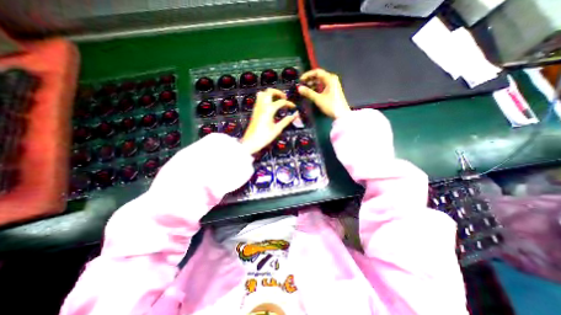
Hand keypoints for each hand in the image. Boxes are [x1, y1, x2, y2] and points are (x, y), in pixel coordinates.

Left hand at [240, 89, 297, 153]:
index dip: (289, 103)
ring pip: (262, 93)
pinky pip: (258, 100)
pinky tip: (269, 106)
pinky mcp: (254, 111)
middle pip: (269, 91)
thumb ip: (286, 121)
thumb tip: (294, 115)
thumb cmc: (264, 137)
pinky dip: (265, 99)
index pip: (281, 102)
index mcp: (269, 110)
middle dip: (278, 92)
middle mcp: (262, 106)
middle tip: (284, 98)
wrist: (251, 142)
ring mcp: (257, 108)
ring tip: (276, 100)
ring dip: (270, 94)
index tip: (293, 107)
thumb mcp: (277, 129)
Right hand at [297, 68, 348, 117]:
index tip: (300, 80)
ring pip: (320, 81)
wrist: (341, 114)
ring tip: (305, 89)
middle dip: (309, 79)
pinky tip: (311, 92)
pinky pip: (323, 85)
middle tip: (302, 84)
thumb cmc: (330, 105)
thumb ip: (308, 92)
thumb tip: (299, 88)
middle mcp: (332, 79)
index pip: (317, 72)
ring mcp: (333, 85)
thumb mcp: (318, 99)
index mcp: (330, 79)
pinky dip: (317, 87)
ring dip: (312, 84)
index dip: (307, 75)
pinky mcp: (332, 90)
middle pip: (319, 75)